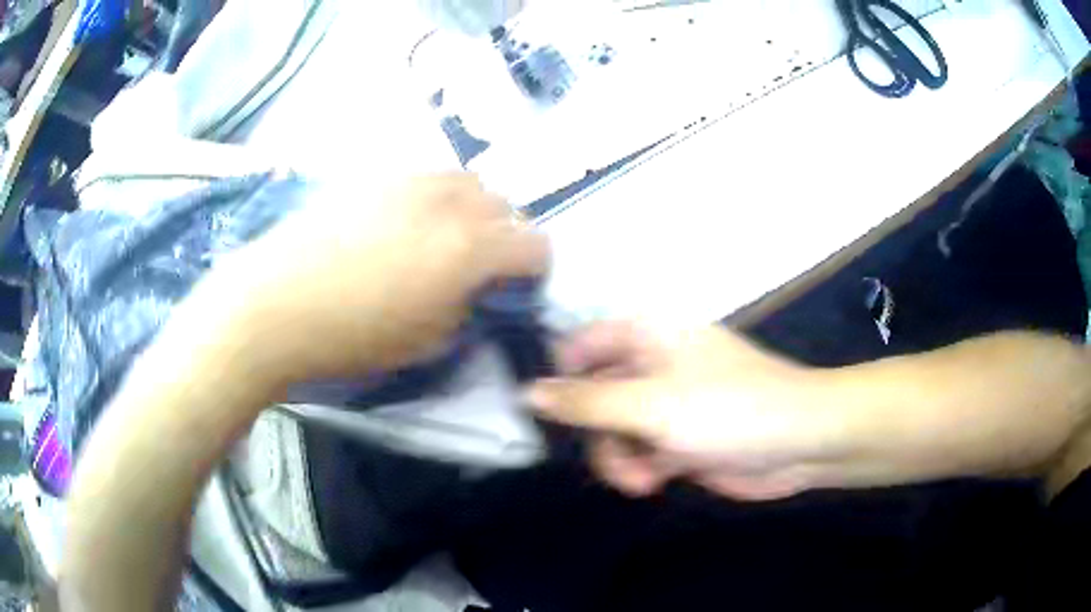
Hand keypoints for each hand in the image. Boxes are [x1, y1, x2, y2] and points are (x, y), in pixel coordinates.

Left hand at [205, 173, 548, 385]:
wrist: (275, 302)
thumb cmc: (352, 335)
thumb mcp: (427, 341)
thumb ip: (467, 308)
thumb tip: (474, 290)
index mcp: (471, 248)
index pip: (535, 245)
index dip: (534, 270)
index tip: (516, 289)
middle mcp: (451, 201)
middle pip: (506, 206)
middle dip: (505, 236)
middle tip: (478, 267)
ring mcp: (411, 179)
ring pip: (468, 182)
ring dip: (472, 210)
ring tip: (443, 238)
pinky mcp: (376, 175)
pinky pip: (426, 178)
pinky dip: (434, 198)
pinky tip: (403, 224)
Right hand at [528, 322, 840, 499]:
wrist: (801, 442)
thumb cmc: (729, 409)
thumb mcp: (650, 405)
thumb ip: (586, 402)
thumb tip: (527, 392)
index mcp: (646, 334)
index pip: (579, 345)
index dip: (558, 379)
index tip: (547, 417)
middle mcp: (653, 364)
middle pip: (594, 395)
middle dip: (596, 432)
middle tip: (610, 456)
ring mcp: (668, 403)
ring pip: (614, 430)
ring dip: (618, 458)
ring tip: (639, 480)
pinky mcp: (680, 438)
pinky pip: (639, 451)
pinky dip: (640, 469)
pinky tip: (654, 484)